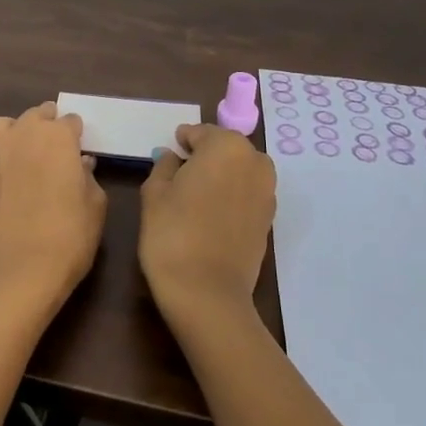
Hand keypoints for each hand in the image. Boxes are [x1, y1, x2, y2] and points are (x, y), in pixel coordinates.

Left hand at [0, 101, 106, 324]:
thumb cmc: (67, 238)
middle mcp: (26, 134)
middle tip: (62, 149)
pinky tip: (19, 174)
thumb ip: (90, 179)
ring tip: (36, 154)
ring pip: (10, 124)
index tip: (83, 151)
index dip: (79, 135)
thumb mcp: (95, 208)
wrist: (15, 274)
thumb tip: (82, 164)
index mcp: (58, 137)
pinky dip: (7, 151)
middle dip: (51, 124)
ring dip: (24, 130)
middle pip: (38, 114)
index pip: (71, 121)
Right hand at [138, 124, 276, 326]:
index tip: (171, 150)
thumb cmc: (173, 234)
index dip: (183, 140)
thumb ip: (165, 166)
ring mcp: (267, 191)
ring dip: (221, 175)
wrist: (207, 293)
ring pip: (240, 171)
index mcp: (227, 146)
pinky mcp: (270, 219)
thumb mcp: (155, 193)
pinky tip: (212, 213)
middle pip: (225, 148)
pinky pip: (247, 194)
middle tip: (181, 173)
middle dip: (206, 155)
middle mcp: (255, 161)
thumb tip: (174, 157)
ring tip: (196, 194)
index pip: (201, 133)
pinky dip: (232, 195)